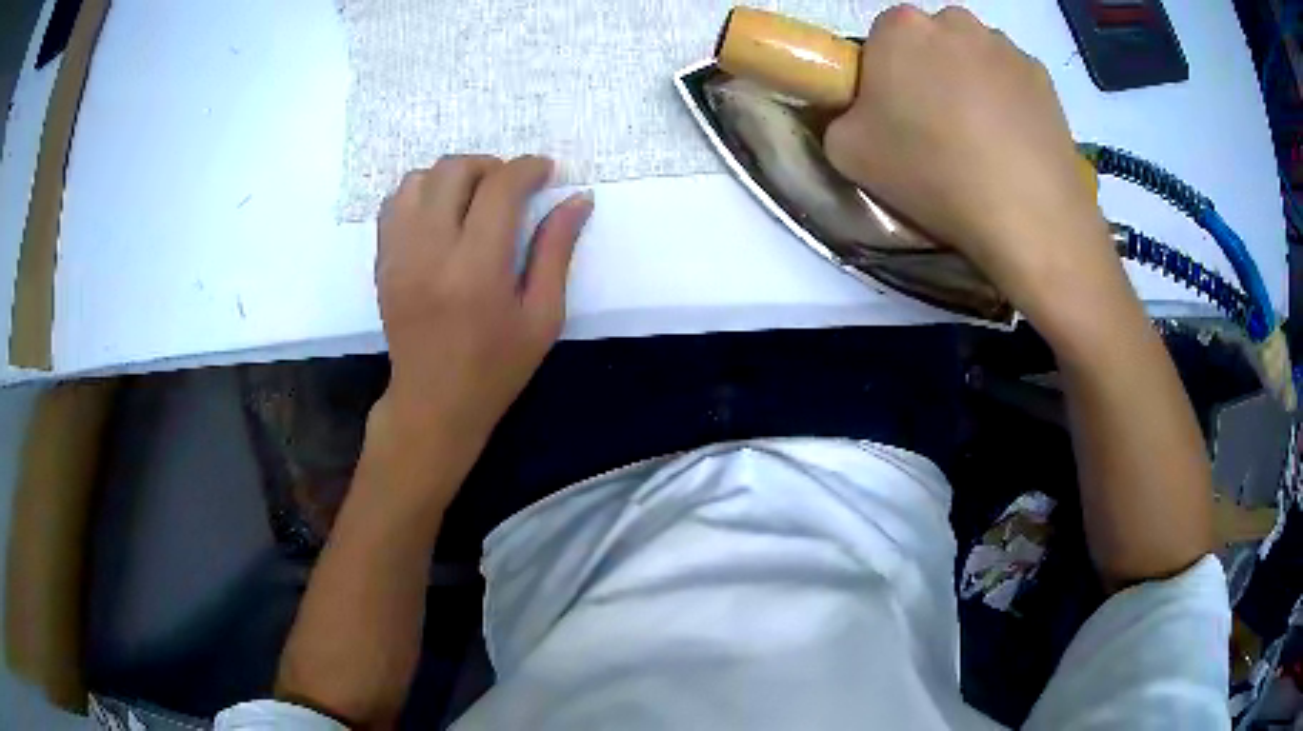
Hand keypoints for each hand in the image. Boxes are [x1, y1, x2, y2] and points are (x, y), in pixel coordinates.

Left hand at [374, 155, 592, 456]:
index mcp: (477, 268)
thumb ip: (556, 251)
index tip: (545, 172)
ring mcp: (399, 253)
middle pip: (454, 170)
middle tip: (510, 188)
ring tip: (473, 199)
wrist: (432, 402)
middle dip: (490, 166)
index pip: (500, 188)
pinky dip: (422, 193)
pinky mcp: (382, 260)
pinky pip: (395, 202)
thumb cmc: (496, 367)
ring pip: (419, 179)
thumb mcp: (542, 316)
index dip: (527, 168)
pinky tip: (441, 215)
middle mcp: (431, 251)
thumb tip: (578, 198)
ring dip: (452, 176)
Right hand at [824, 6, 1126, 337]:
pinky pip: (1013, 81)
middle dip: (930, 74)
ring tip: (983, 143)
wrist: (1027, 214)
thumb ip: (840, 117)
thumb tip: (861, 113)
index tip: (895, 117)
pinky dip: (1010, 103)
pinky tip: (1013, 146)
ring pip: (975, 59)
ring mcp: (1005, 46)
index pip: (880, 40)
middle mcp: (953, 20)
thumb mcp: (846, 152)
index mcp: (899, 26)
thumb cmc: (931, 173)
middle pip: (931, 42)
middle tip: (938, 129)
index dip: (884, 78)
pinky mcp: (1044, 76)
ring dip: (972, 85)